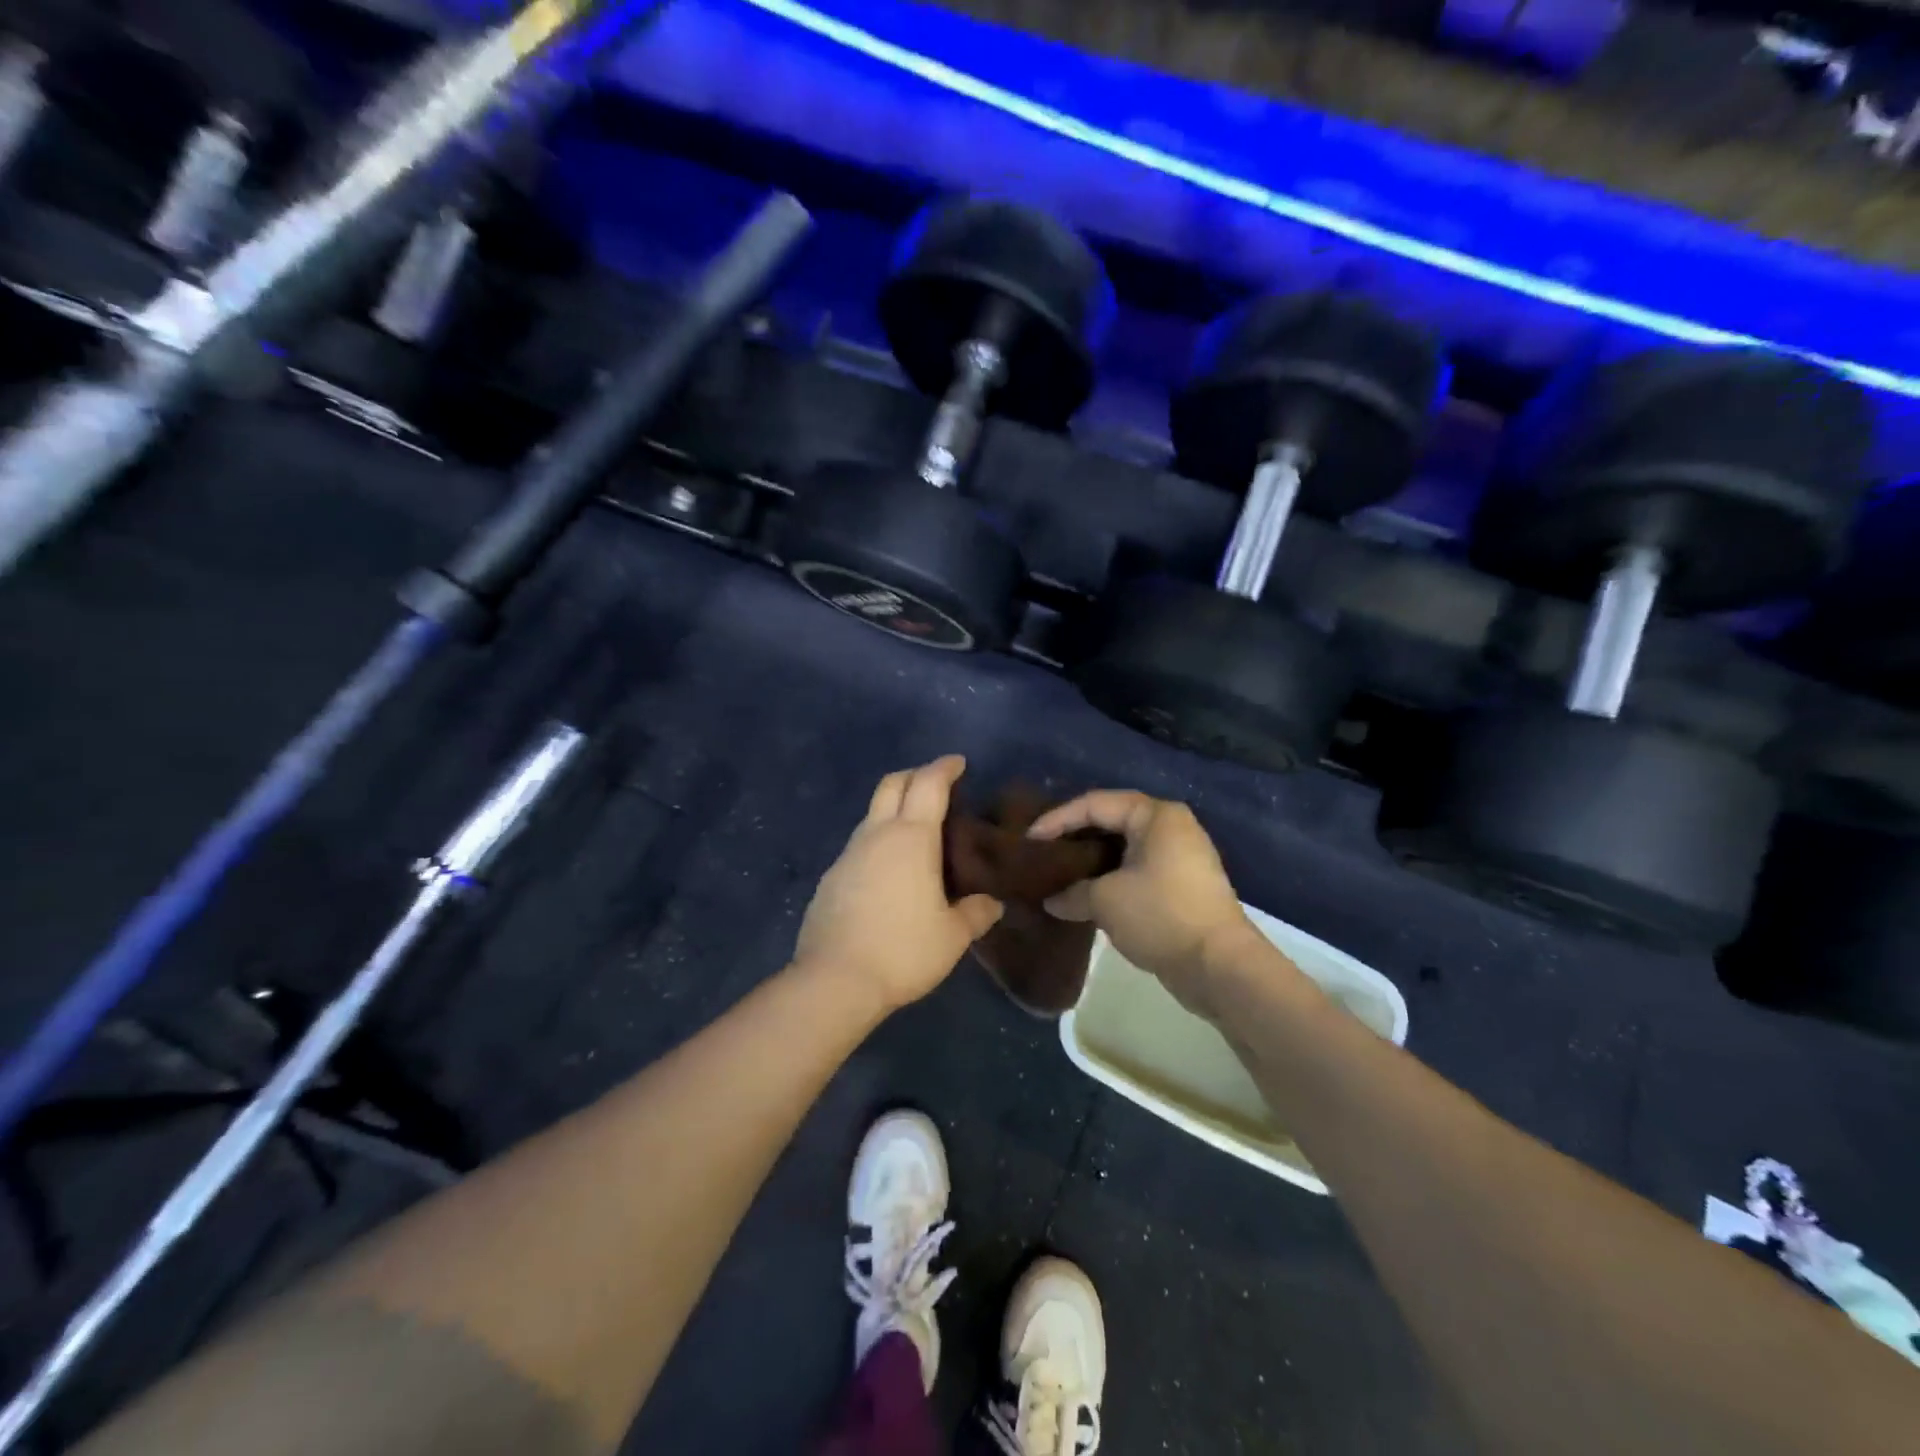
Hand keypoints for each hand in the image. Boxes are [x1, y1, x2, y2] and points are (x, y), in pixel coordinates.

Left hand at [795, 756, 1003, 1013]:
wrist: (835, 980)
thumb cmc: (903, 950)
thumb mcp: (953, 936)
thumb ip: (976, 913)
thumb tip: (991, 903)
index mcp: (912, 837)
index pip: (928, 784)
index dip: (945, 768)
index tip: (958, 763)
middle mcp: (877, 835)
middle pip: (892, 784)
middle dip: (915, 775)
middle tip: (936, 785)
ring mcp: (848, 854)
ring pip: (872, 814)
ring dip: (894, 810)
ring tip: (917, 832)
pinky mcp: (831, 878)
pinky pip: (859, 846)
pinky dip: (878, 842)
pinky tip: (889, 871)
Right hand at [1027, 790, 1262, 1016]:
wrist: (1219, 966)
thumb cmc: (1160, 916)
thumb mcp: (1105, 901)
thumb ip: (1072, 892)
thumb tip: (1051, 900)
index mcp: (1155, 815)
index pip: (1094, 804)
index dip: (1057, 819)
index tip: (1029, 840)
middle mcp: (1170, 826)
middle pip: (1110, 821)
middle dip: (1074, 837)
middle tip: (1041, 853)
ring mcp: (1180, 856)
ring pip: (1123, 848)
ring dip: (1091, 860)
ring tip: (1058, 873)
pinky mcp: (1182, 884)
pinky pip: (1136, 868)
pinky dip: (1110, 876)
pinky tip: (1086, 893)